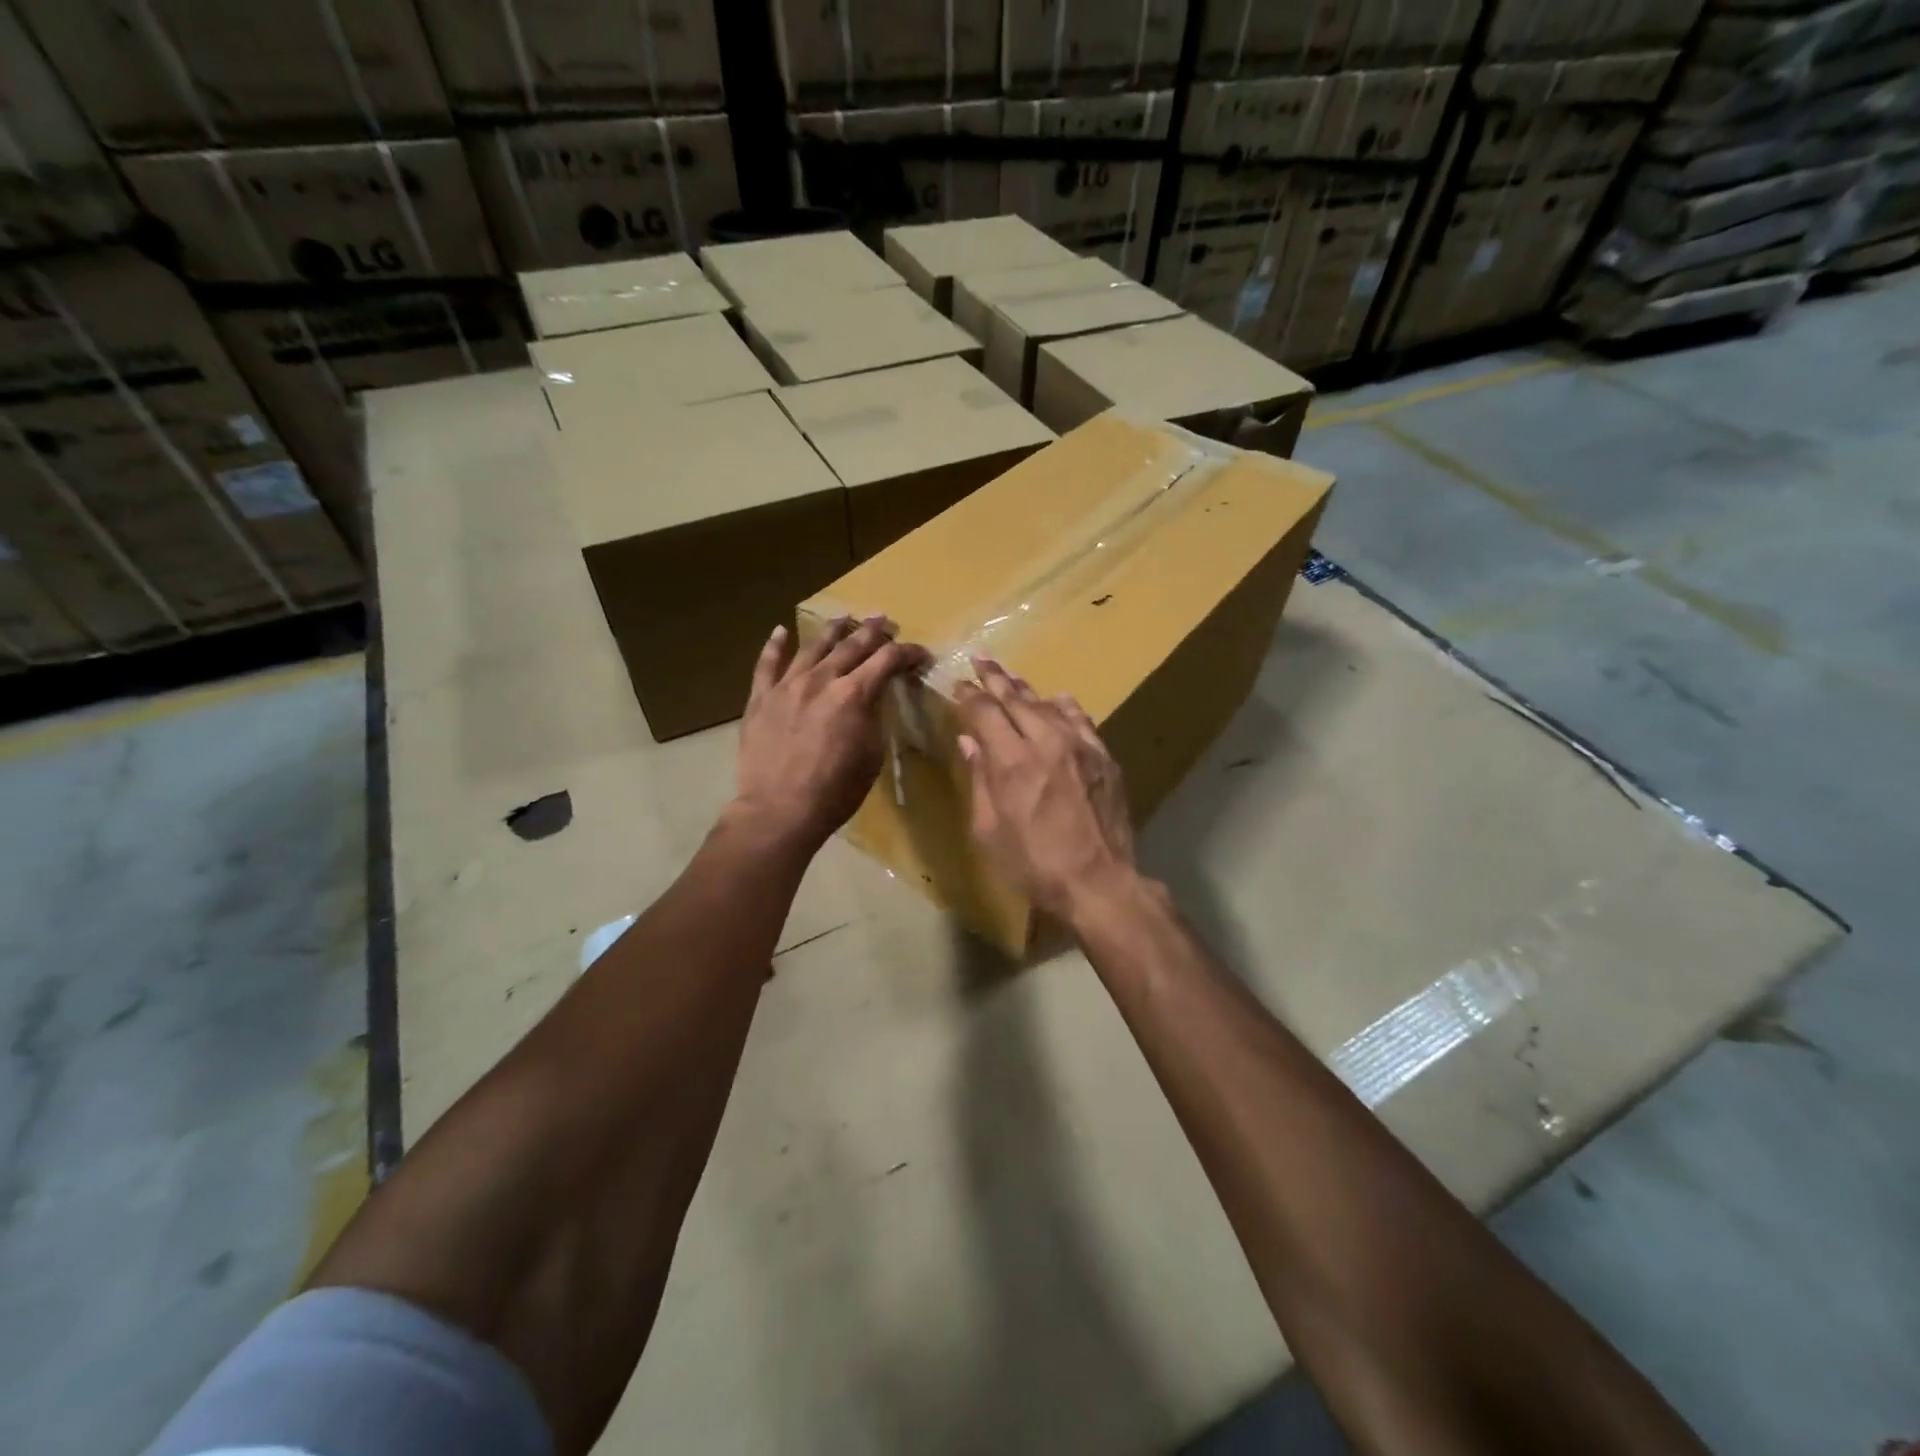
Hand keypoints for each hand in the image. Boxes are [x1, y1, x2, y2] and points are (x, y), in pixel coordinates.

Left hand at [732, 615, 930, 853]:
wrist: (779, 810)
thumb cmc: (835, 791)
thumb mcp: (871, 756)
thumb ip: (873, 719)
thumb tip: (872, 700)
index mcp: (854, 695)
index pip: (887, 660)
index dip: (907, 653)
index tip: (920, 653)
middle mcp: (821, 680)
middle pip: (851, 646)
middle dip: (872, 632)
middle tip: (883, 620)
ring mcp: (787, 686)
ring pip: (812, 647)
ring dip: (831, 631)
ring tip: (844, 618)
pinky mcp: (760, 698)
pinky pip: (767, 664)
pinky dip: (774, 645)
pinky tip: (780, 631)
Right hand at [954, 659, 1139, 925]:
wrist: (1099, 882)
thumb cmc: (1033, 865)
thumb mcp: (989, 831)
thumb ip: (979, 779)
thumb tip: (968, 741)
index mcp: (1011, 761)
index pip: (985, 712)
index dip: (968, 696)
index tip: (957, 685)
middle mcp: (1045, 742)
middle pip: (1016, 699)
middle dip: (994, 678)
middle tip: (980, 659)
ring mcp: (1080, 746)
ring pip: (1049, 705)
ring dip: (1027, 689)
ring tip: (1011, 678)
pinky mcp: (1103, 757)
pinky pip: (1081, 720)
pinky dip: (1065, 706)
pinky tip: (1059, 699)